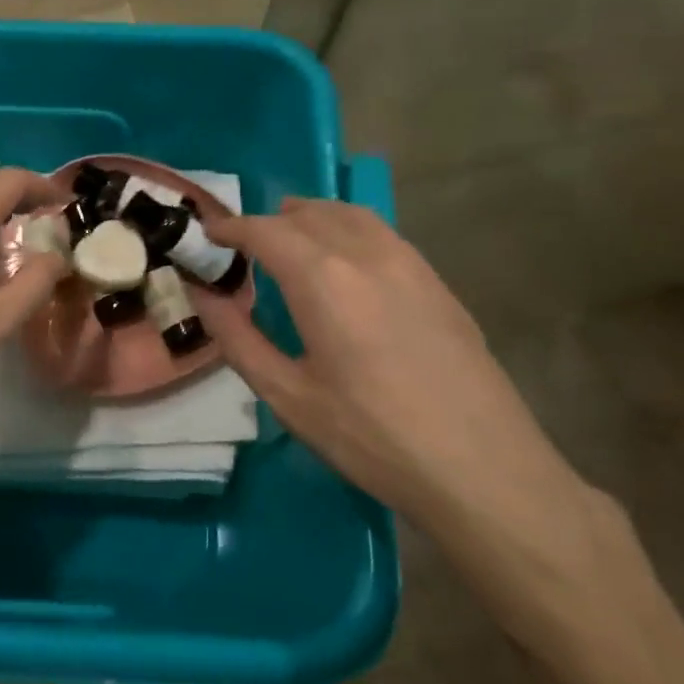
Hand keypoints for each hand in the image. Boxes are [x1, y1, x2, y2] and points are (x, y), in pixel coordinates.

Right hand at [193, 199, 579, 529]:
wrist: (482, 469)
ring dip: (310, 217)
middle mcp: (366, 254)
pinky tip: (343, 264)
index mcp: (323, 279)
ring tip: (288, 240)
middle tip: (241, 246)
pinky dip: (347, 230)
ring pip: (350, 215)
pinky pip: (381, 234)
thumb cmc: (371, 437)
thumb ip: (236, 337)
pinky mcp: (437, 282)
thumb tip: (202, 293)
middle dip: (268, 221)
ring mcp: (410, 263)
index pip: (265, 230)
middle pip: (308, 214)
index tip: (208, 234)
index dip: (231, 227)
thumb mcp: (287, 395)